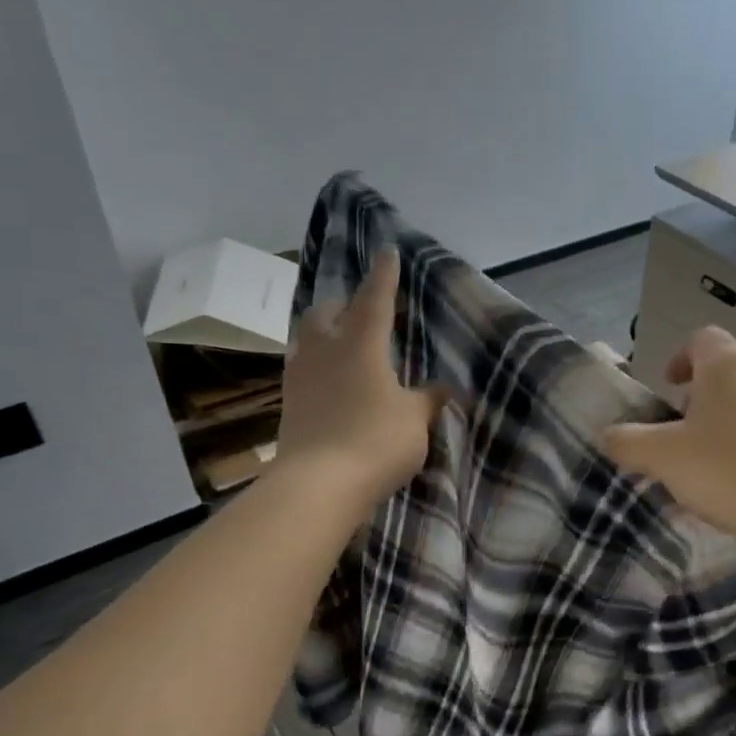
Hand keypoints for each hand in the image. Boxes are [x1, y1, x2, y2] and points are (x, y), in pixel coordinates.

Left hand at [278, 251, 450, 507]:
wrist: (317, 485)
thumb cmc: (375, 440)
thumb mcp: (414, 419)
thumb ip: (429, 399)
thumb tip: (445, 388)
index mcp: (361, 343)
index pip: (374, 298)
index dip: (384, 275)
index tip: (387, 251)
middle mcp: (325, 350)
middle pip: (326, 312)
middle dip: (343, 304)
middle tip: (360, 310)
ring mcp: (301, 376)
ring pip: (308, 339)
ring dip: (325, 333)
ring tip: (344, 343)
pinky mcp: (290, 403)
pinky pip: (304, 369)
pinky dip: (319, 364)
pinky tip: (332, 381)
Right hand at [603, 327, 735, 554]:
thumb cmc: (727, 471)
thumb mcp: (663, 459)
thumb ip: (628, 442)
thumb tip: (606, 435)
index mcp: (729, 369)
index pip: (704, 339)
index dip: (683, 358)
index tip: (671, 386)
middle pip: (735, 373)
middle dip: (710, 397)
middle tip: (692, 434)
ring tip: (727, 464)